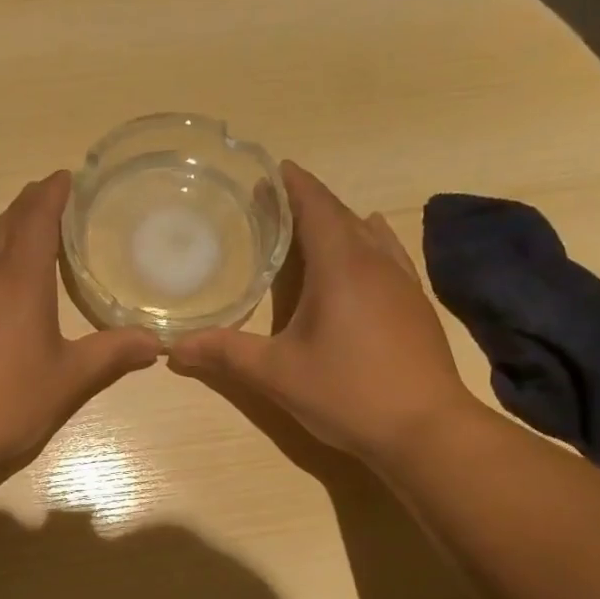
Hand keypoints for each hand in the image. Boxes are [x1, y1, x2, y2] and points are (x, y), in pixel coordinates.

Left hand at [0, 172, 159, 485]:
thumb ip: (112, 354)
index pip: (39, 218)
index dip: (53, 194)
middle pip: (8, 223)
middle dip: (30, 205)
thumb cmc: (10, 404)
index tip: (66, 177)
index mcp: (22, 278)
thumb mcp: (69, 380)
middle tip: (48, 197)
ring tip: (14, 214)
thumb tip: (156, 343)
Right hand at [169, 161, 475, 463]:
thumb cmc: (346, 393)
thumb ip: (226, 354)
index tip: (273, 169)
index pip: (316, 207)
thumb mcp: (276, 374)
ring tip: (314, 230)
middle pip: (342, 216)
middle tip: (277, 205)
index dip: (294, 185)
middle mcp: (376, 262)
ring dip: (340, 224)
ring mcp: (403, 283)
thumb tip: (174, 349)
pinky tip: (363, 263)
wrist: (424, 428)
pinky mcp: (416, 306)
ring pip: (370, 235)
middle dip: (310, 204)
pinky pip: (388, 258)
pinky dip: (366, 247)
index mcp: (341, 266)